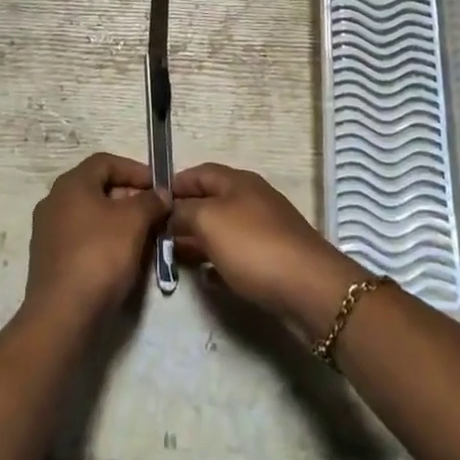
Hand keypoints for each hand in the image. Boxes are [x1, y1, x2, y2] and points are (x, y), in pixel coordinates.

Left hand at [23, 153, 169, 326]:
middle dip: (129, 197)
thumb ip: (150, 200)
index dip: (135, 170)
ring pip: (91, 215)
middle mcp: (54, 201)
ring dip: (119, 221)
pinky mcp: (49, 260)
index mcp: (71, 183)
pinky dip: (104, 240)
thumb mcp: (134, 221)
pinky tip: (122, 259)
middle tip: (154, 213)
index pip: (106, 162)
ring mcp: (48, 231)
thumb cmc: (100, 255)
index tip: (158, 187)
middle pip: (98, 187)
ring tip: (144, 237)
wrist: (62, 315)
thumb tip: (161, 193)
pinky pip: (82, 238)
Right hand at [169, 163, 362, 343]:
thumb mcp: (209, 221)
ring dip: (199, 239)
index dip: (175, 184)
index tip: (151, 202)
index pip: (199, 172)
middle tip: (157, 235)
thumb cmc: (254, 246)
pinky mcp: (272, 258)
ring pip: (222, 228)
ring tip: (175, 256)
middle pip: (211, 201)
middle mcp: (252, 199)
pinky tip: (206, 277)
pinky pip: (237, 254)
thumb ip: (184, 212)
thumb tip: (170, 212)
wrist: (308, 287)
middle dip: (184, 215)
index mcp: (238, 182)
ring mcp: (264, 228)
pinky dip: (218, 261)